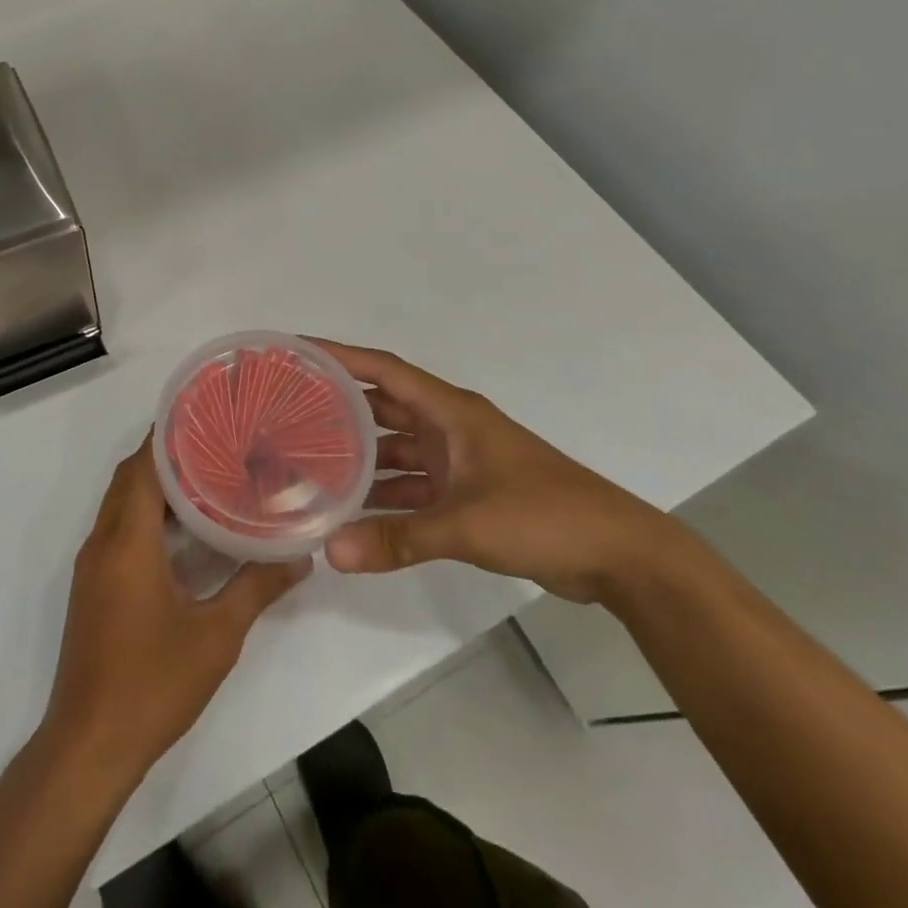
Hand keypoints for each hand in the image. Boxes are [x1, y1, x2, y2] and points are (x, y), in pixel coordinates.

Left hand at [42, 436, 310, 782]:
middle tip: (216, 440)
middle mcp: (103, 541)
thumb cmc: (152, 683)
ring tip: (206, 475)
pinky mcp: (92, 586)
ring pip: (121, 502)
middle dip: (166, 454)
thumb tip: (300, 557)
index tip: (206, 414)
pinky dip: (145, 513)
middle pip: (130, 477)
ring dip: (155, 484)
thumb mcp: (216, 636)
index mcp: (127, 540)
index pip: (144, 466)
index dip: (170, 435)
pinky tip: (182, 530)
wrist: (89, 746)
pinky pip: (117, 527)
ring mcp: (93, 564)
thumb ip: (256, 588)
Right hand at [312, 340, 682, 603]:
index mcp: (450, 411)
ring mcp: (457, 460)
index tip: (296, 352)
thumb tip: (331, 553)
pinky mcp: (466, 492)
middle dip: (339, 408)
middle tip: (288, 413)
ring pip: (395, 449)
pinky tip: (351, 512)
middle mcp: (448, 427)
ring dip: (359, 457)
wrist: (619, 555)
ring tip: (307, 463)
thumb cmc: (543, 516)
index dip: (339, 356)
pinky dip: (385, 496)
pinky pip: (412, 485)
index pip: (383, 370)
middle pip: (382, 407)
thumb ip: (399, 539)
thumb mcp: (466, 525)